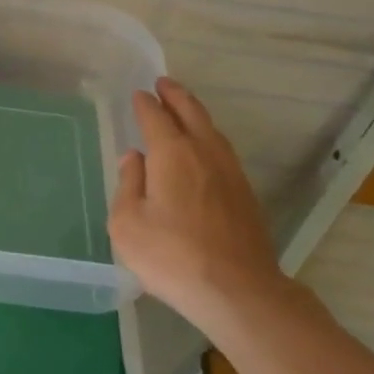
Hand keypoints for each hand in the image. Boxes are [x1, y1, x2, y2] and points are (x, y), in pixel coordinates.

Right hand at [109, 77, 284, 329]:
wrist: (238, 291)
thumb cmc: (172, 256)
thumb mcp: (128, 223)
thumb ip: (128, 185)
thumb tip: (134, 159)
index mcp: (171, 153)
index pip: (155, 117)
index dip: (144, 104)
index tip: (138, 94)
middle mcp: (203, 152)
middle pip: (191, 112)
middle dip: (175, 95)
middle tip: (163, 83)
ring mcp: (230, 172)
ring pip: (212, 130)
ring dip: (195, 113)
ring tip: (184, 108)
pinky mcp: (245, 194)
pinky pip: (222, 150)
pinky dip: (209, 137)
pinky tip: (204, 149)